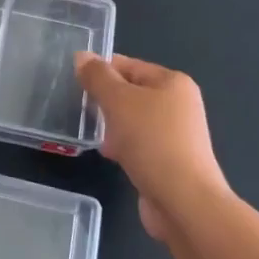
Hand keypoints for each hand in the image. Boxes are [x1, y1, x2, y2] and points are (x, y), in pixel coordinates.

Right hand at [75, 52, 229, 239]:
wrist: (183, 202)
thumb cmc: (152, 141)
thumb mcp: (118, 101)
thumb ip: (98, 77)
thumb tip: (82, 56)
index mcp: (173, 82)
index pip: (129, 65)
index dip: (102, 70)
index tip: (75, 81)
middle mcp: (179, 105)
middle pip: (132, 93)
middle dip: (106, 100)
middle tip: (81, 107)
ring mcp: (176, 135)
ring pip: (133, 120)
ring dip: (112, 124)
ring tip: (91, 132)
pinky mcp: (169, 162)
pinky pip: (139, 144)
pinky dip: (123, 146)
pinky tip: (109, 154)